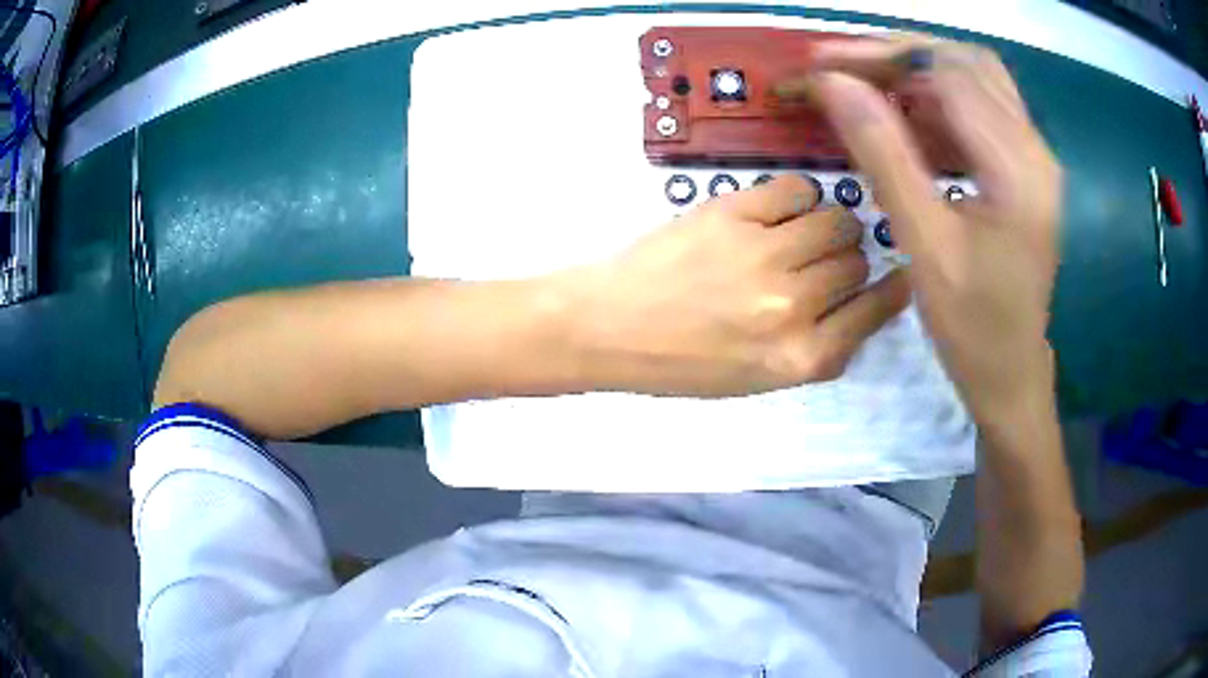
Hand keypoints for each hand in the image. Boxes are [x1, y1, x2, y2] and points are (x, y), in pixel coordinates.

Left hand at [565, 174, 910, 396]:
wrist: (612, 326)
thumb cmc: (681, 363)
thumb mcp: (759, 379)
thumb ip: (818, 347)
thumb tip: (863, 302)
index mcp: (800, 357)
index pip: (875, 312)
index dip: (892, 291)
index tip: (897, 276)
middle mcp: (793, 305)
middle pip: (857, 262)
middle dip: (847, 262)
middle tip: (821, 261)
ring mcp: (765, 254)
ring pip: (837, 221)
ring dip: (829, 226)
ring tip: (802, 233)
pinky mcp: (736, 212)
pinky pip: (798, 189)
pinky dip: (799, 198)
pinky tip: (780, 212)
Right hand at [789, 38, 1062, 421]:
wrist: (1011, 373)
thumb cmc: (972, 326)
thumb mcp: (924, 244)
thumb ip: (883, 154)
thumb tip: (834, 85)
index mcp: (1019, 169)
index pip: (949, 74)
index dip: (882, 57)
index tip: (822, 64)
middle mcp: (1035, 149)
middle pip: (965, 63)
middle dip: (899, 55)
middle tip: (843, 69)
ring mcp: (1033, 156)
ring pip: (974, 79)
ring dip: (917, 73)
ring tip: (867, 88)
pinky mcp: (1024, 168)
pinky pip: (980, 109)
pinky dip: (936, 100)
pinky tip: (904, 117)